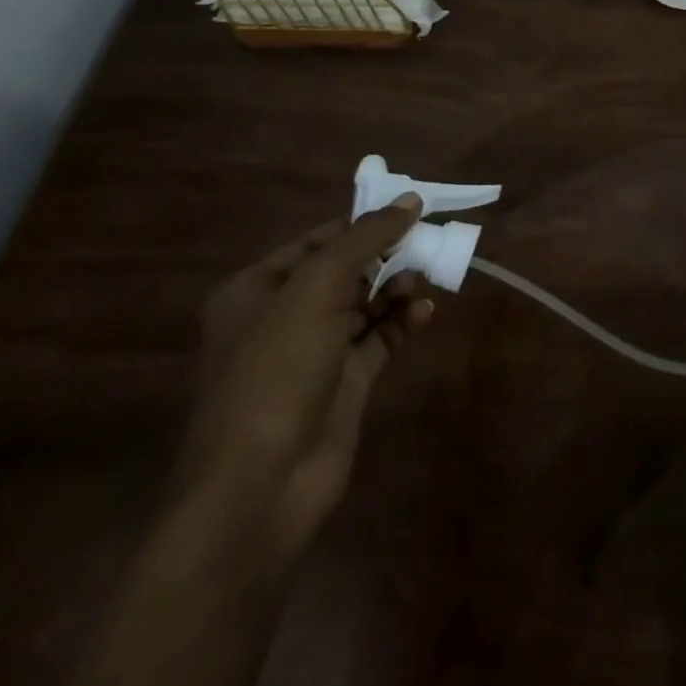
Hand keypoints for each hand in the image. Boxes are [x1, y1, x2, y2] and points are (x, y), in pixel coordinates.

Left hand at [173, 203, 431, 571]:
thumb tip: (409, 200)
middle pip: (346, 270)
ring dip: (397, 288)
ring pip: (365, 303)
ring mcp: (314, 353)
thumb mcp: (318, 288)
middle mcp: (282, 317)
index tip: (411, 210)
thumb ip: (365, 238)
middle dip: (387, 255)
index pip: (318, 240)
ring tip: (424, 279)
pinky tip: (425, 314)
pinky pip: (379, 339)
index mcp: (257, 290)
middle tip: (428, 242)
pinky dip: (402, 322)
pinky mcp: (343, 384)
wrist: (260, 486)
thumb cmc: (277, 370)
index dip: (363, 223)